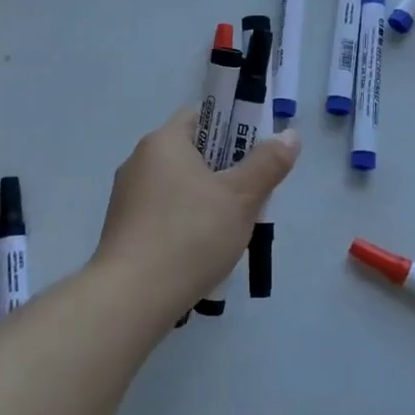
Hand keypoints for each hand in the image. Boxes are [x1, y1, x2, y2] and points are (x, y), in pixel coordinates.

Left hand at [93, 107, 300, 316]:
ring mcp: (127, 198)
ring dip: (208, 200)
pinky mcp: (124, 230)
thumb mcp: (241, 197)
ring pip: (180, 186)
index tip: (256, 154)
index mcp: (163, 142)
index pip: (202, 116)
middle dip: (226, 170)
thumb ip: (268, 163)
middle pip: (192, 153)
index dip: (233, 128)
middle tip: (253, 196)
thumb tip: (290, 135)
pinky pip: (165, 213)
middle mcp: (139, 161)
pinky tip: (202, 250)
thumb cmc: (190, 235)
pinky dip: (186, 223)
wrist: (132, 298)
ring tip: (232, 229)